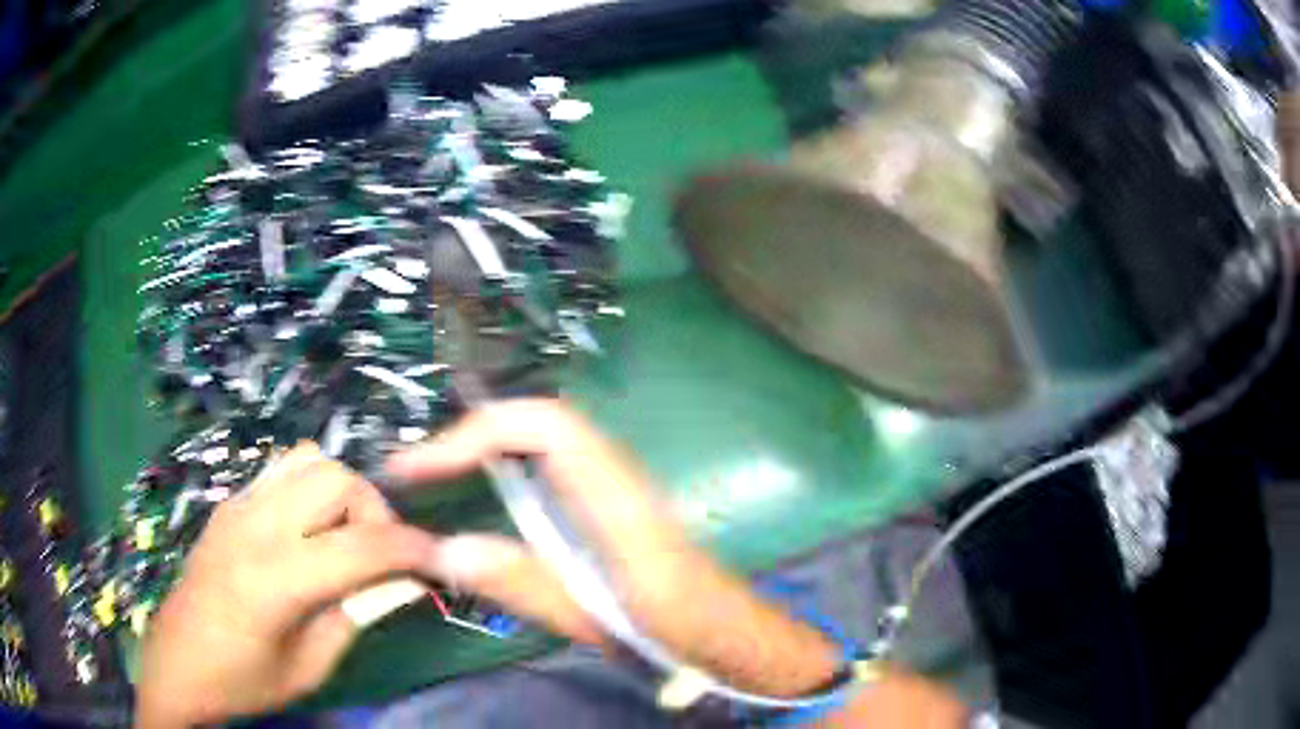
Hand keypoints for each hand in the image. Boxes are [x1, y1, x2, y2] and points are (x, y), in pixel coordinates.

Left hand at [136, 443, 438, 727]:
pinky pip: (280, 470)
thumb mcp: (310, 666)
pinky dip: (310, 488)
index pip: (362, 546)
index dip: (412, 549)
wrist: (178, 664)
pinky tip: (308, 532)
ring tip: (344, 538)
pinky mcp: (228, 503)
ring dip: (340, 492)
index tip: (440, 560)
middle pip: (335, 478)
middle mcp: (254, 526)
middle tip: (380, 556)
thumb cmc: (245, 680)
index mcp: (275, 580)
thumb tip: (408, 583)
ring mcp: (236, 506)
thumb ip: (358, 615)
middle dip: (374, 511)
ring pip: (307, 459)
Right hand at [386, 399, 842, 697]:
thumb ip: (523, 584)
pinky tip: (486, 493)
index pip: (543, 425)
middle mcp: (616, 475)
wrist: (730, 631)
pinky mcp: (613, 501)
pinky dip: (508, 463)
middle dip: (472, 433)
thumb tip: (446, 549)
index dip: (478, 431)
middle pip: (538, 421)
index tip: (426, 464)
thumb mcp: (596, 617)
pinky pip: (553, 462)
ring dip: (486, 445)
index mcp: (613, 497)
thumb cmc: (674, 628)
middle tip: (420, 469)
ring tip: (436, 474)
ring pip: (544, 439)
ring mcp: (617, 484)